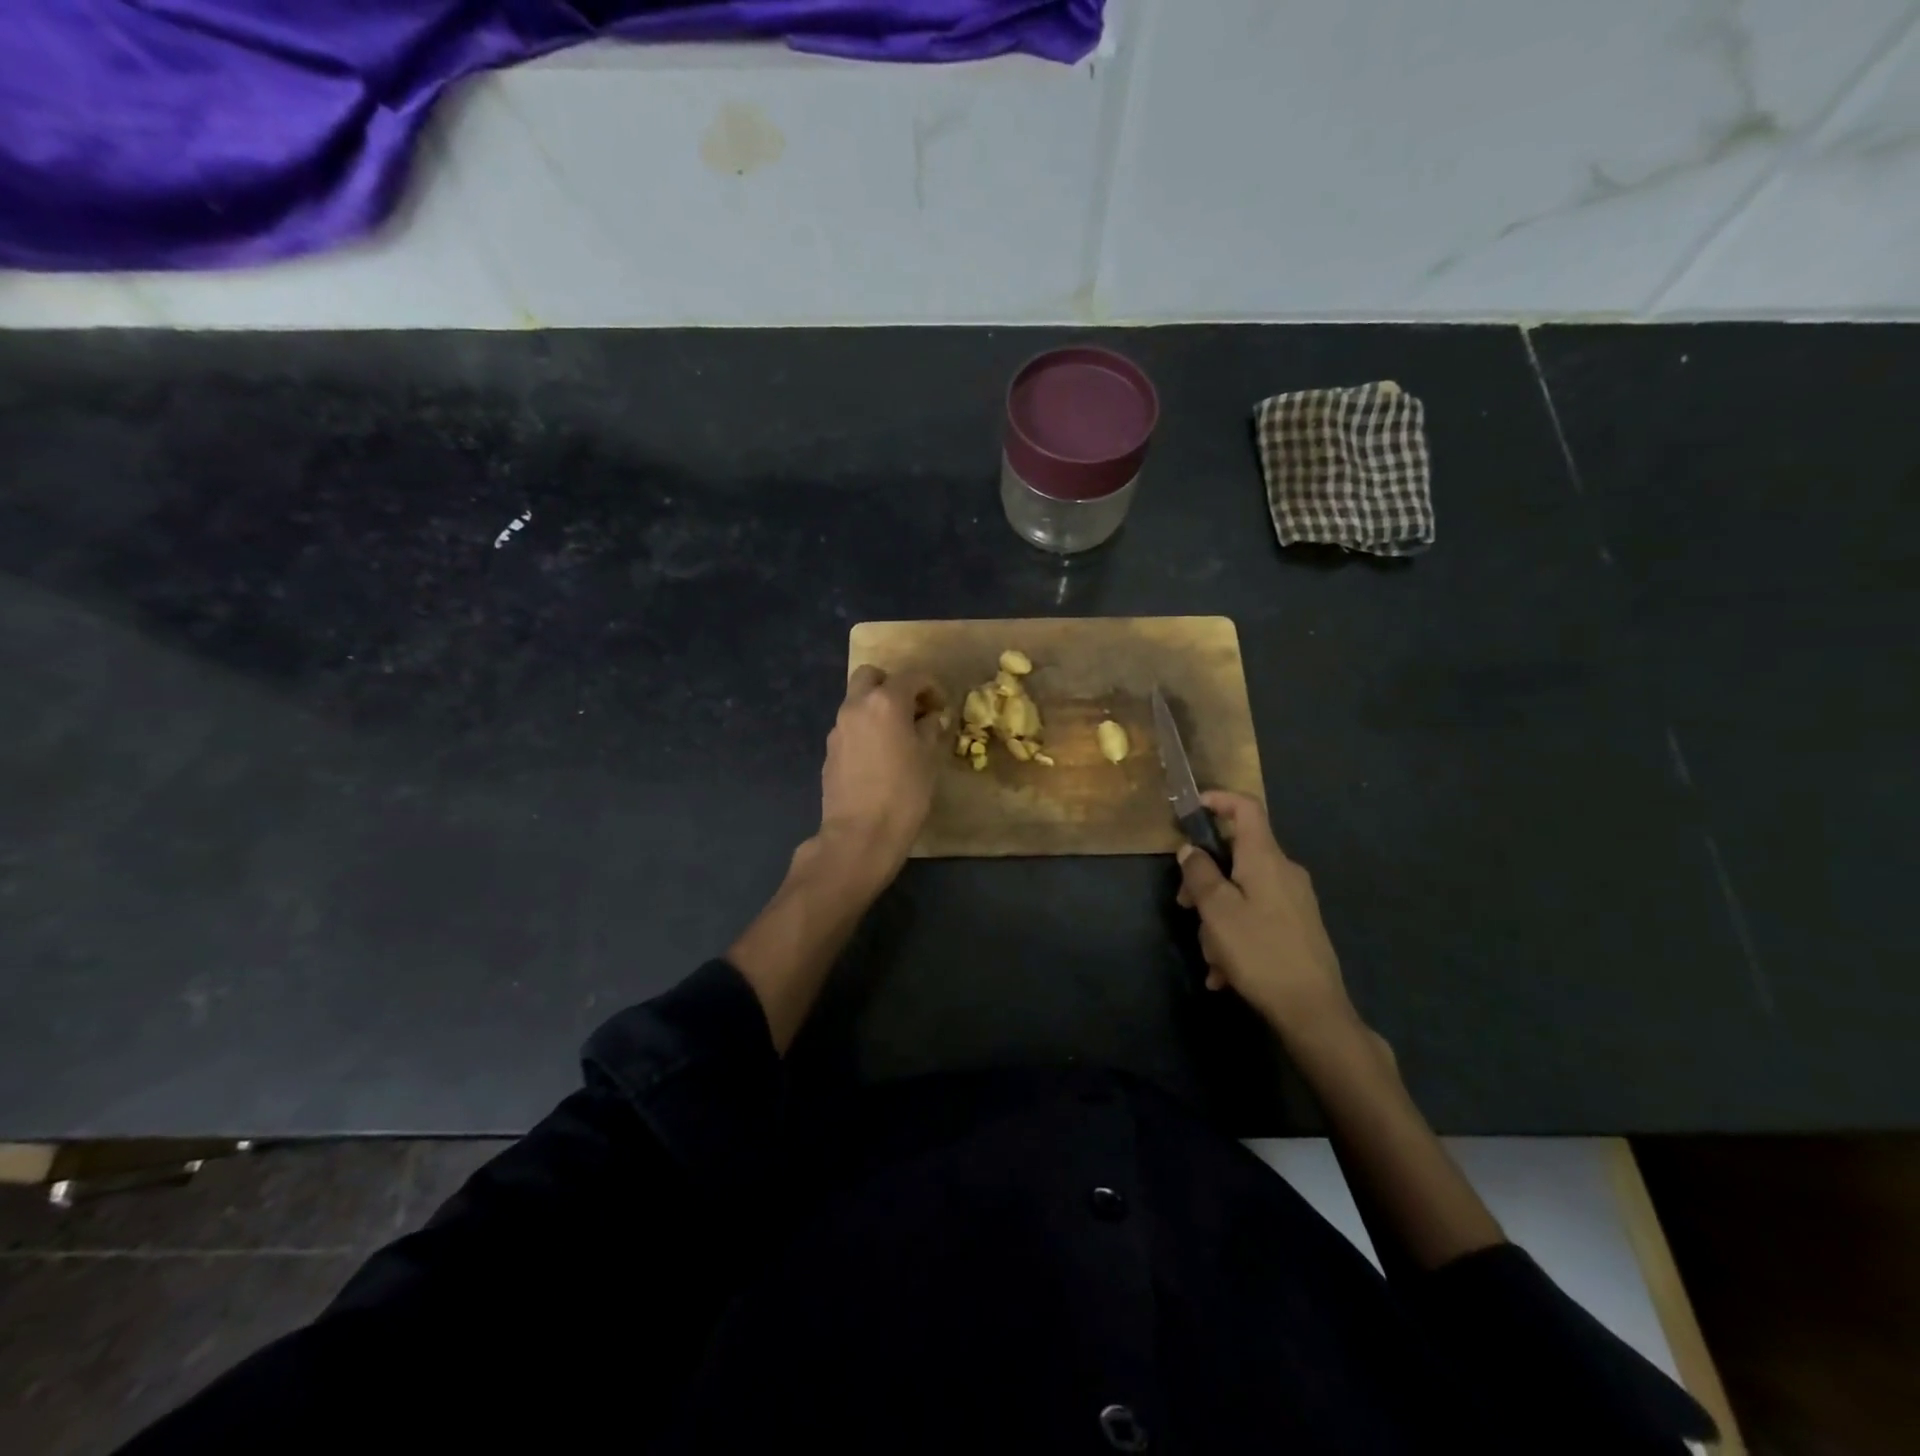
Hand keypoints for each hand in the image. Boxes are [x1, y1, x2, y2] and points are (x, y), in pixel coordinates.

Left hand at [814, 664, 944, 882]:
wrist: (860, 834)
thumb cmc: (904, 794)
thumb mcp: (928, 759)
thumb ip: (929, 729)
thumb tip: (930, 718)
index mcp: (886, 702)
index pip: (912, 676)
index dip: (931, 687)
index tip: (941, 707)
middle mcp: (856, 706)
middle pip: (871, 675)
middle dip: (893, 685)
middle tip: (912, 709)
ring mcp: (838, 728)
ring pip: (857, 701)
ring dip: (877, 707)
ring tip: (898, 735)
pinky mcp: (829, 750)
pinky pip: (850, 726)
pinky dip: (865, 729)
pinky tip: (879, 756)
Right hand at [1176, 792, 1356, 1039]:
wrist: (1314, 1011)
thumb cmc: (1260, 952)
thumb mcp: (1217, 911)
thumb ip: (1199, 874)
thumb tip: (1190, 850)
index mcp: (1265, 859)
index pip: (1246, 808)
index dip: (1218, 800)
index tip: (1189, 811)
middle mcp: (1284, 872)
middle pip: (1236, 855)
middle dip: (1205, 878)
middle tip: (1184, 906)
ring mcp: (1294, 900)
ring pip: (1242, 892)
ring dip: (1218, 917)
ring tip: (1210, 956)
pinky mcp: (1298, 927)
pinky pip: (1256, 917)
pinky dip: (1235, 936)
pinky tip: (1224, 973)